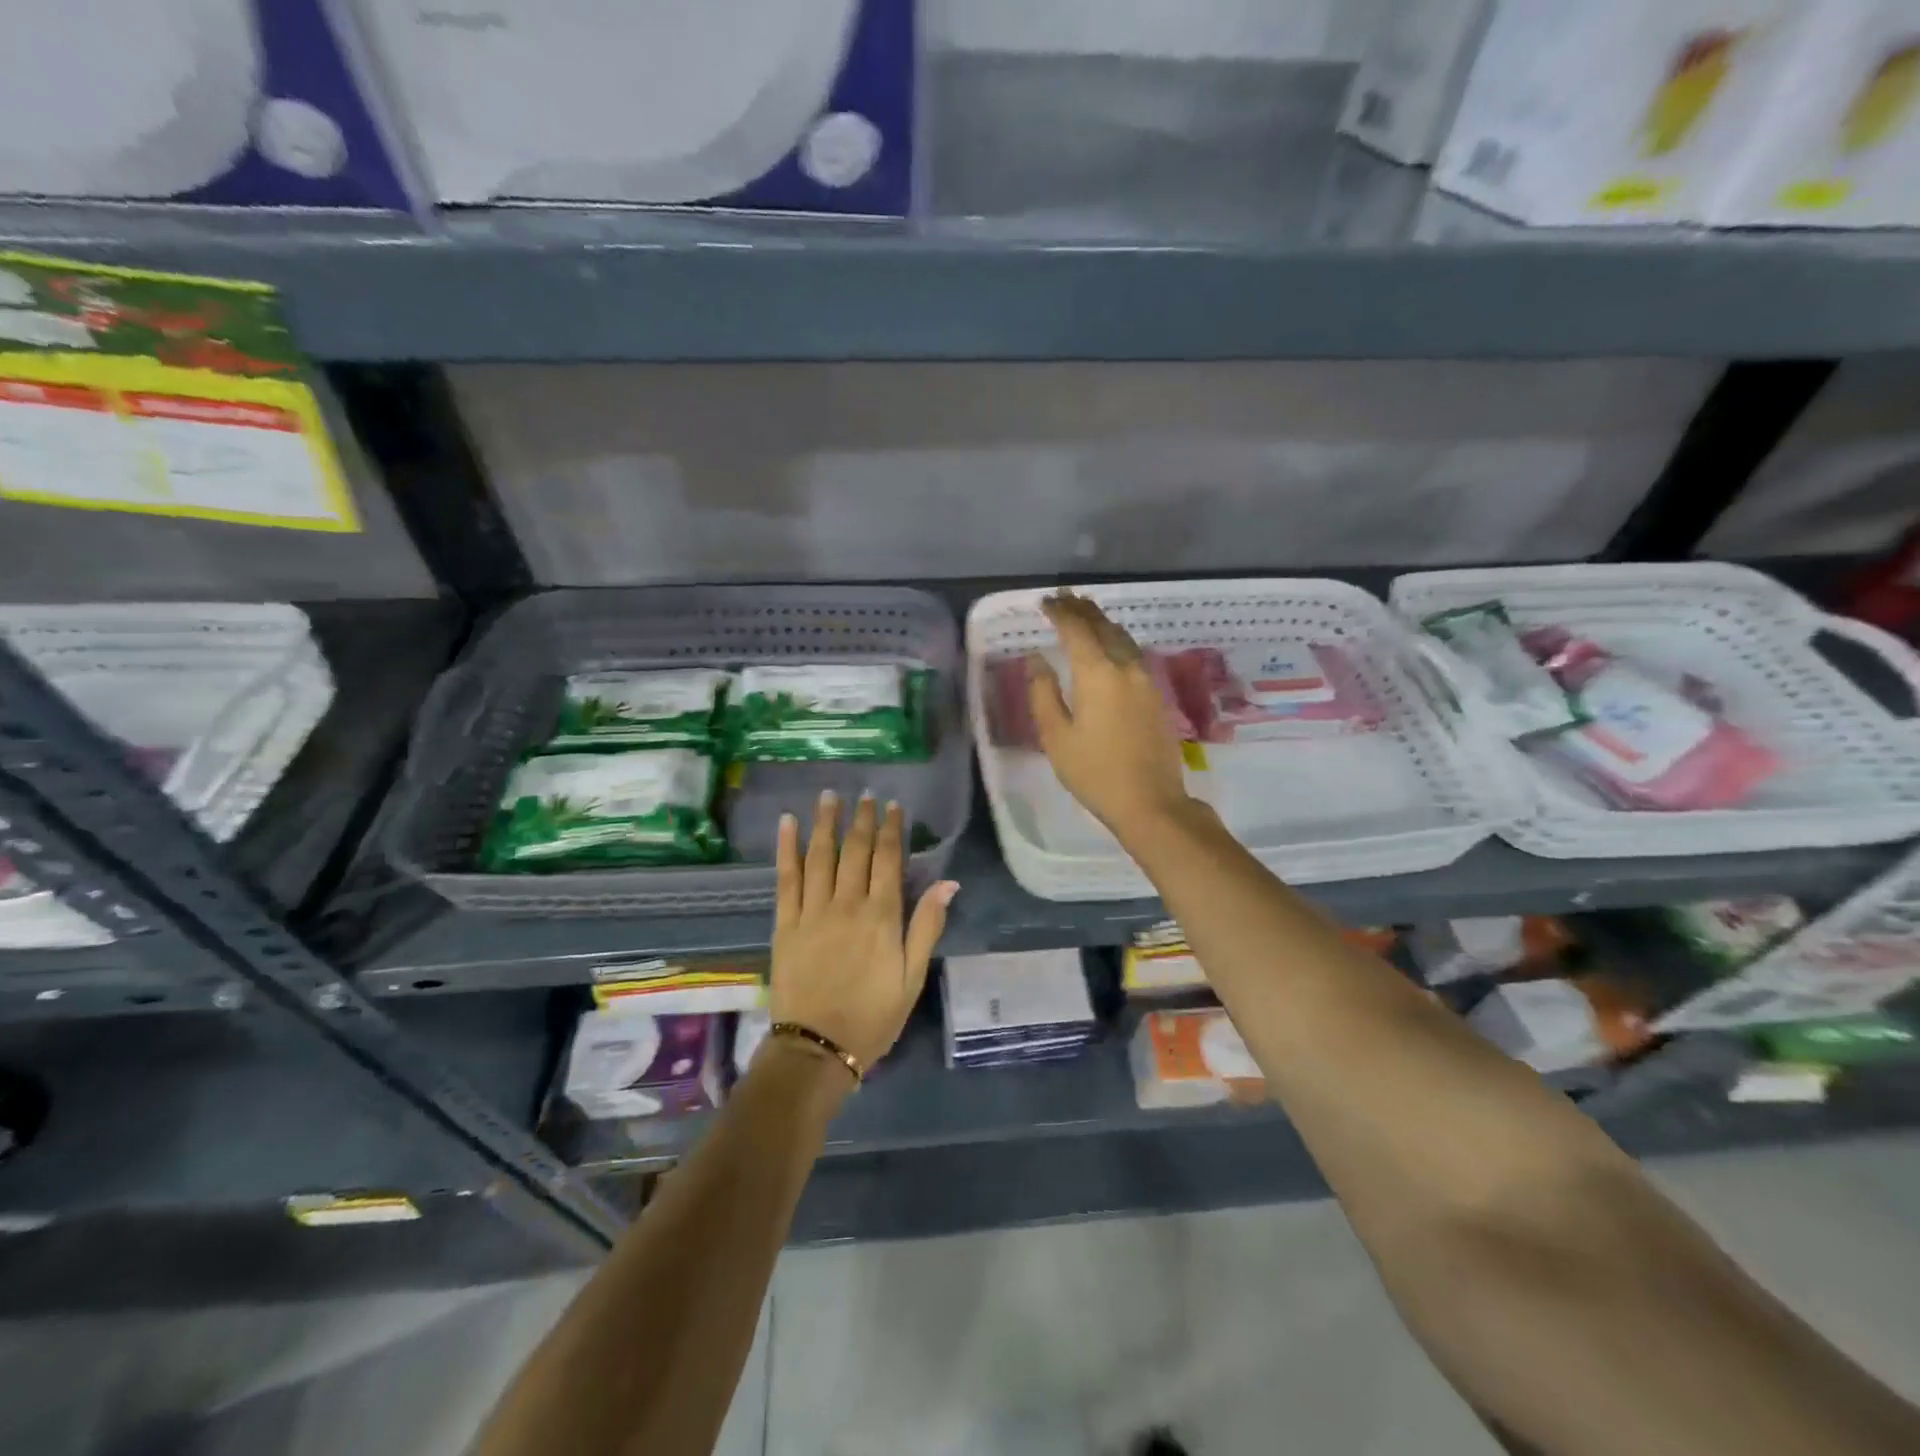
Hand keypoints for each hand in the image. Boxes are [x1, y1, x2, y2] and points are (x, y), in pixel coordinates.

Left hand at [770, 789, 956, 1073]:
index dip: (891, 829)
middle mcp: (847, 904)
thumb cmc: (873, 1016)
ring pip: (820, 856)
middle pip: (855, 851)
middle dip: (861, 819)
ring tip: (829, 796)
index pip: (888, 860)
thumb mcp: (912, 978)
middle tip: (864, 794)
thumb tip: (948, 884)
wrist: (818, 1048)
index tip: (892, 806)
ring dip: (826, 823)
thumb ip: (927, 927)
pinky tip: (788, 824)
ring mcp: (813, 911)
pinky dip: (787, 849)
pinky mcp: (786, 923)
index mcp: (882, 916)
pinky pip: (786, 878)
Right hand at [1028, 590, 1197, 841]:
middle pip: (1103, 626)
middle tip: (1064, 597)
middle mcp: (1125, 667)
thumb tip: (1037, 659)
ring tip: (1085, 613)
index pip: (1076, 629)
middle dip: (1082, 609)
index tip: (1044, 602)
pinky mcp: (1156, 694)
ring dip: (1101, 622)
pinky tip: (1109, 645)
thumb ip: (1043, 693)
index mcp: (1097, 674)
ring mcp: (1146, 680)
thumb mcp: (1056, 737)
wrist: (1150, 802)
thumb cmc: (1094, 772)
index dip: (1059, 612)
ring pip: (1122, 637)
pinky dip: (1115, 639)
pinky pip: (1133, 653)